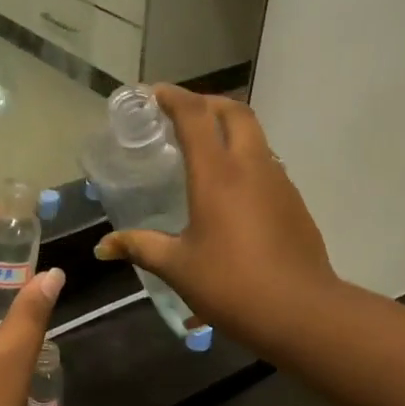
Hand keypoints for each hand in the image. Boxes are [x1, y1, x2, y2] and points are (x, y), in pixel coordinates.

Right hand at [94, 86, 335, 354]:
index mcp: (217, 174)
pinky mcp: (295, 203)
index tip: (154, 93)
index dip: (173, 97)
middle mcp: (251, 166)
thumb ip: (140, 247)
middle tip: (183, 115)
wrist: (300, 311)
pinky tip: (233, 192)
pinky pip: (267, 165)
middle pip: (235, 112)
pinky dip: (246, 160)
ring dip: (231, 131)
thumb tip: (103, 247)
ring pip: (256, 137)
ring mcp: (279, 182)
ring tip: (206, 151)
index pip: (195, 115)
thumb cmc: (231, 284)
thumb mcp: (178, 267)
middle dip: (208, 103)